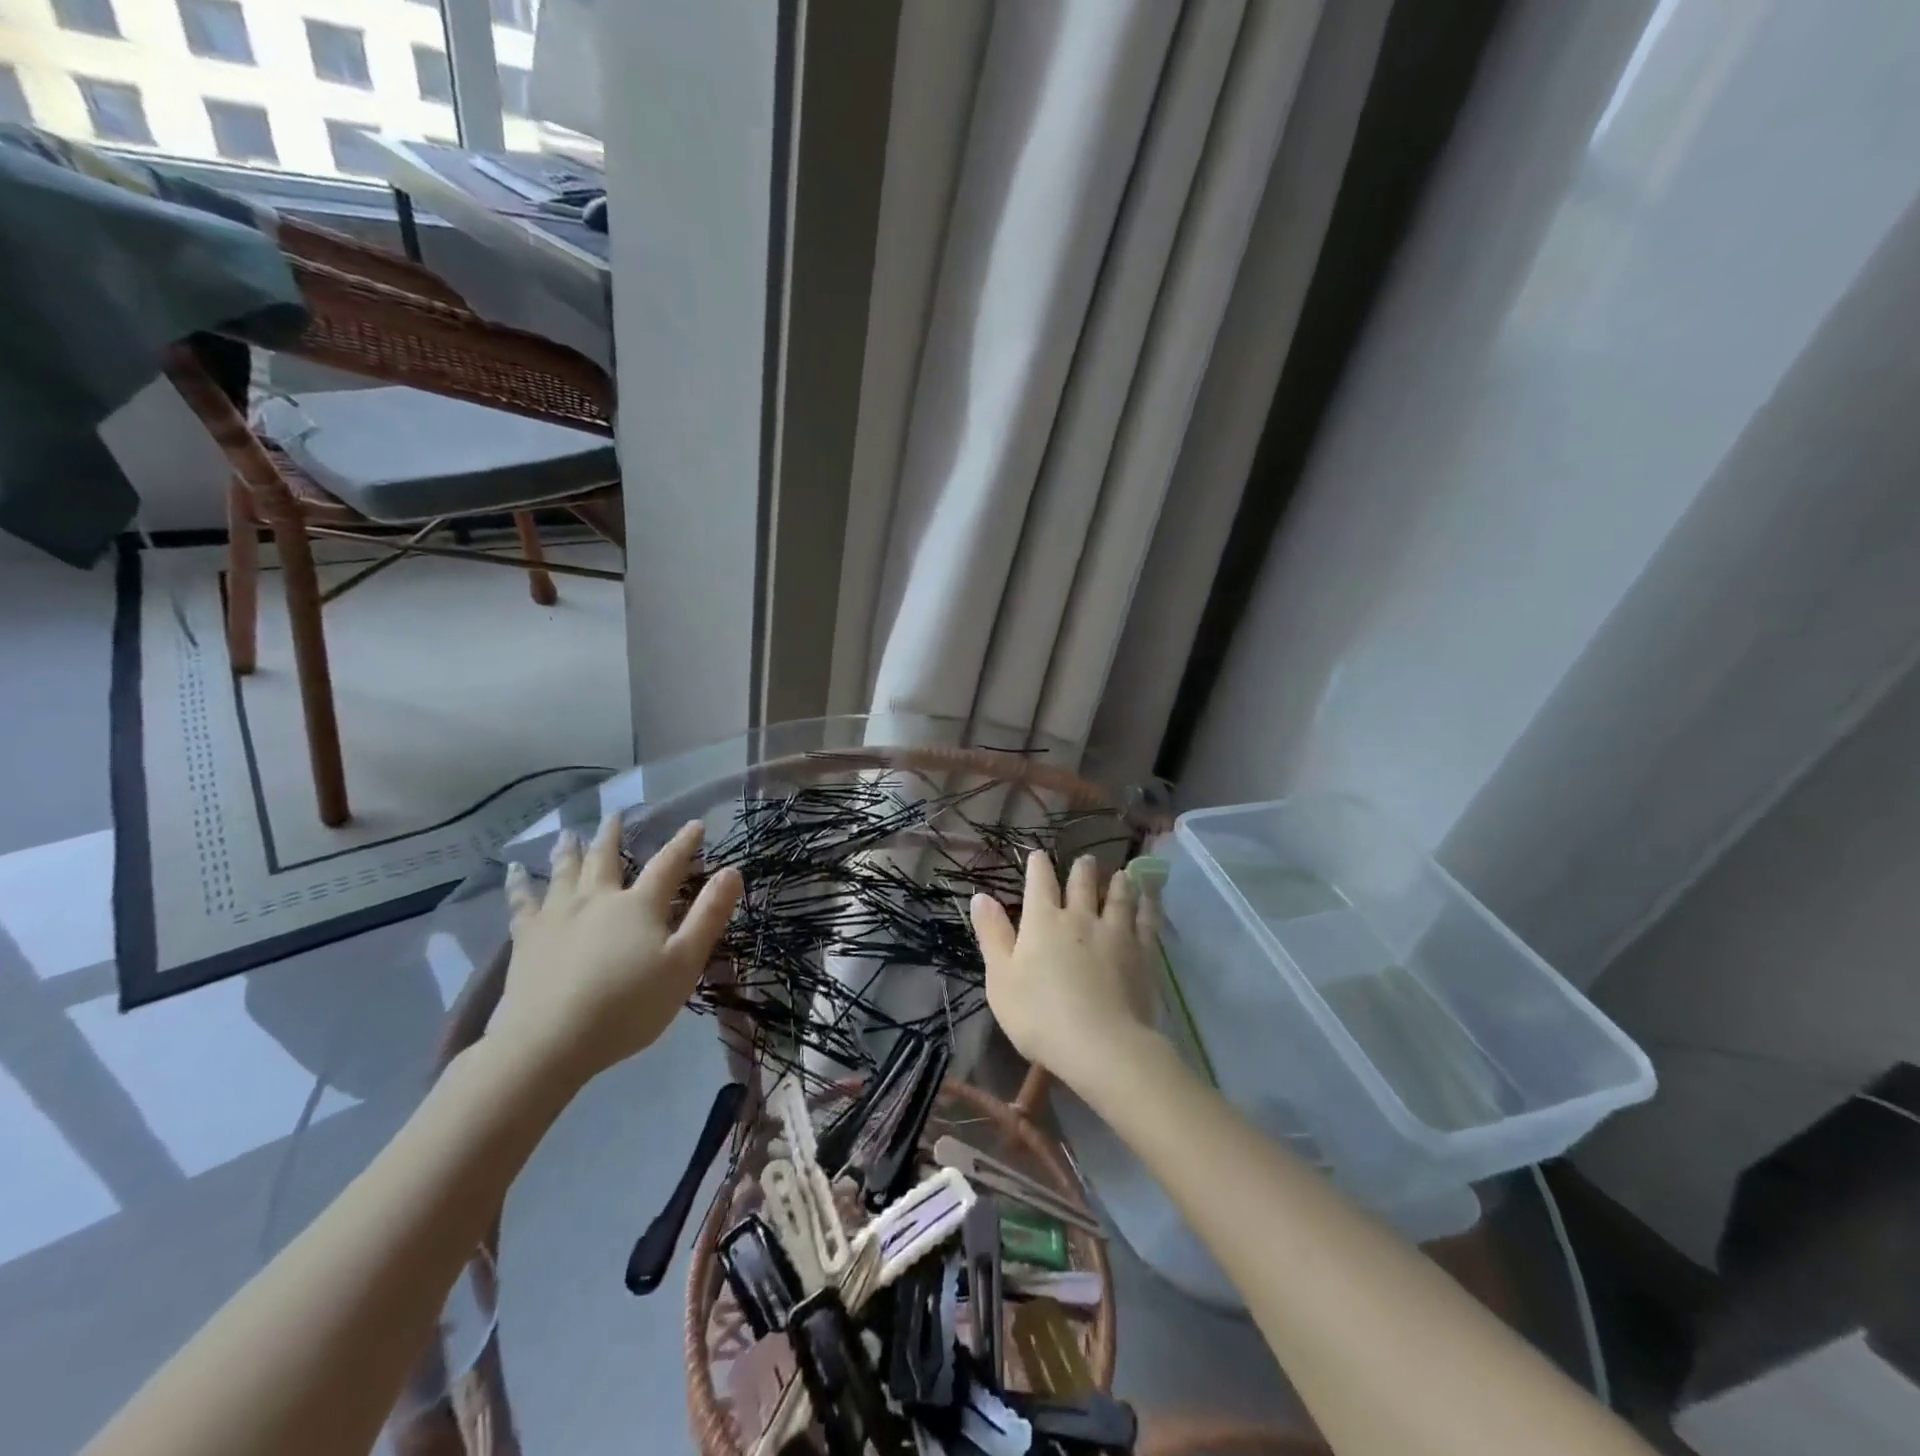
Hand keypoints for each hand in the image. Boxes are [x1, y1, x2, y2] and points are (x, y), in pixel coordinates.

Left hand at [492, 814, 741, 1089]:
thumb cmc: (628, 1006)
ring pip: (563, 872)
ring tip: (567, 834)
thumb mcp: (683, 963)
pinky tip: (514, 872)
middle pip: (606, 859)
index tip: (695, 824)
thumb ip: (708, 916)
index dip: (684, 843)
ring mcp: (558, 916)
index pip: (668, 865)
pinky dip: (519, 884)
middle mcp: (597, 899)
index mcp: (639, 905)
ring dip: (568, 850)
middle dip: (613, 836)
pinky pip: (521, 902)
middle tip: (614, 815)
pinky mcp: (526, 939)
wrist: (550, 1041)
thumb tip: (732, 871)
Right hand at [970, 851, 1162, 1090]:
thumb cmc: (1039, 1015)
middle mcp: (1079, 917)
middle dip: (1082, 869)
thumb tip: (981, 896)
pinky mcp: (1142, 952)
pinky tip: (1150, 898)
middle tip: (1086, 860)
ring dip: (1117, 882)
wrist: (1100, 1044)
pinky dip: (1147, 904)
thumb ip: (992, 935)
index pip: (1039, 883)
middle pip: (1082, 883)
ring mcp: (1115, 932)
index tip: (1038, 855)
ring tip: (1120, 874)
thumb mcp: (1001, 979)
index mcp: (1042, 921)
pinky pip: (1146, 919)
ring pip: (1118, 896)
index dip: (1038, 866)